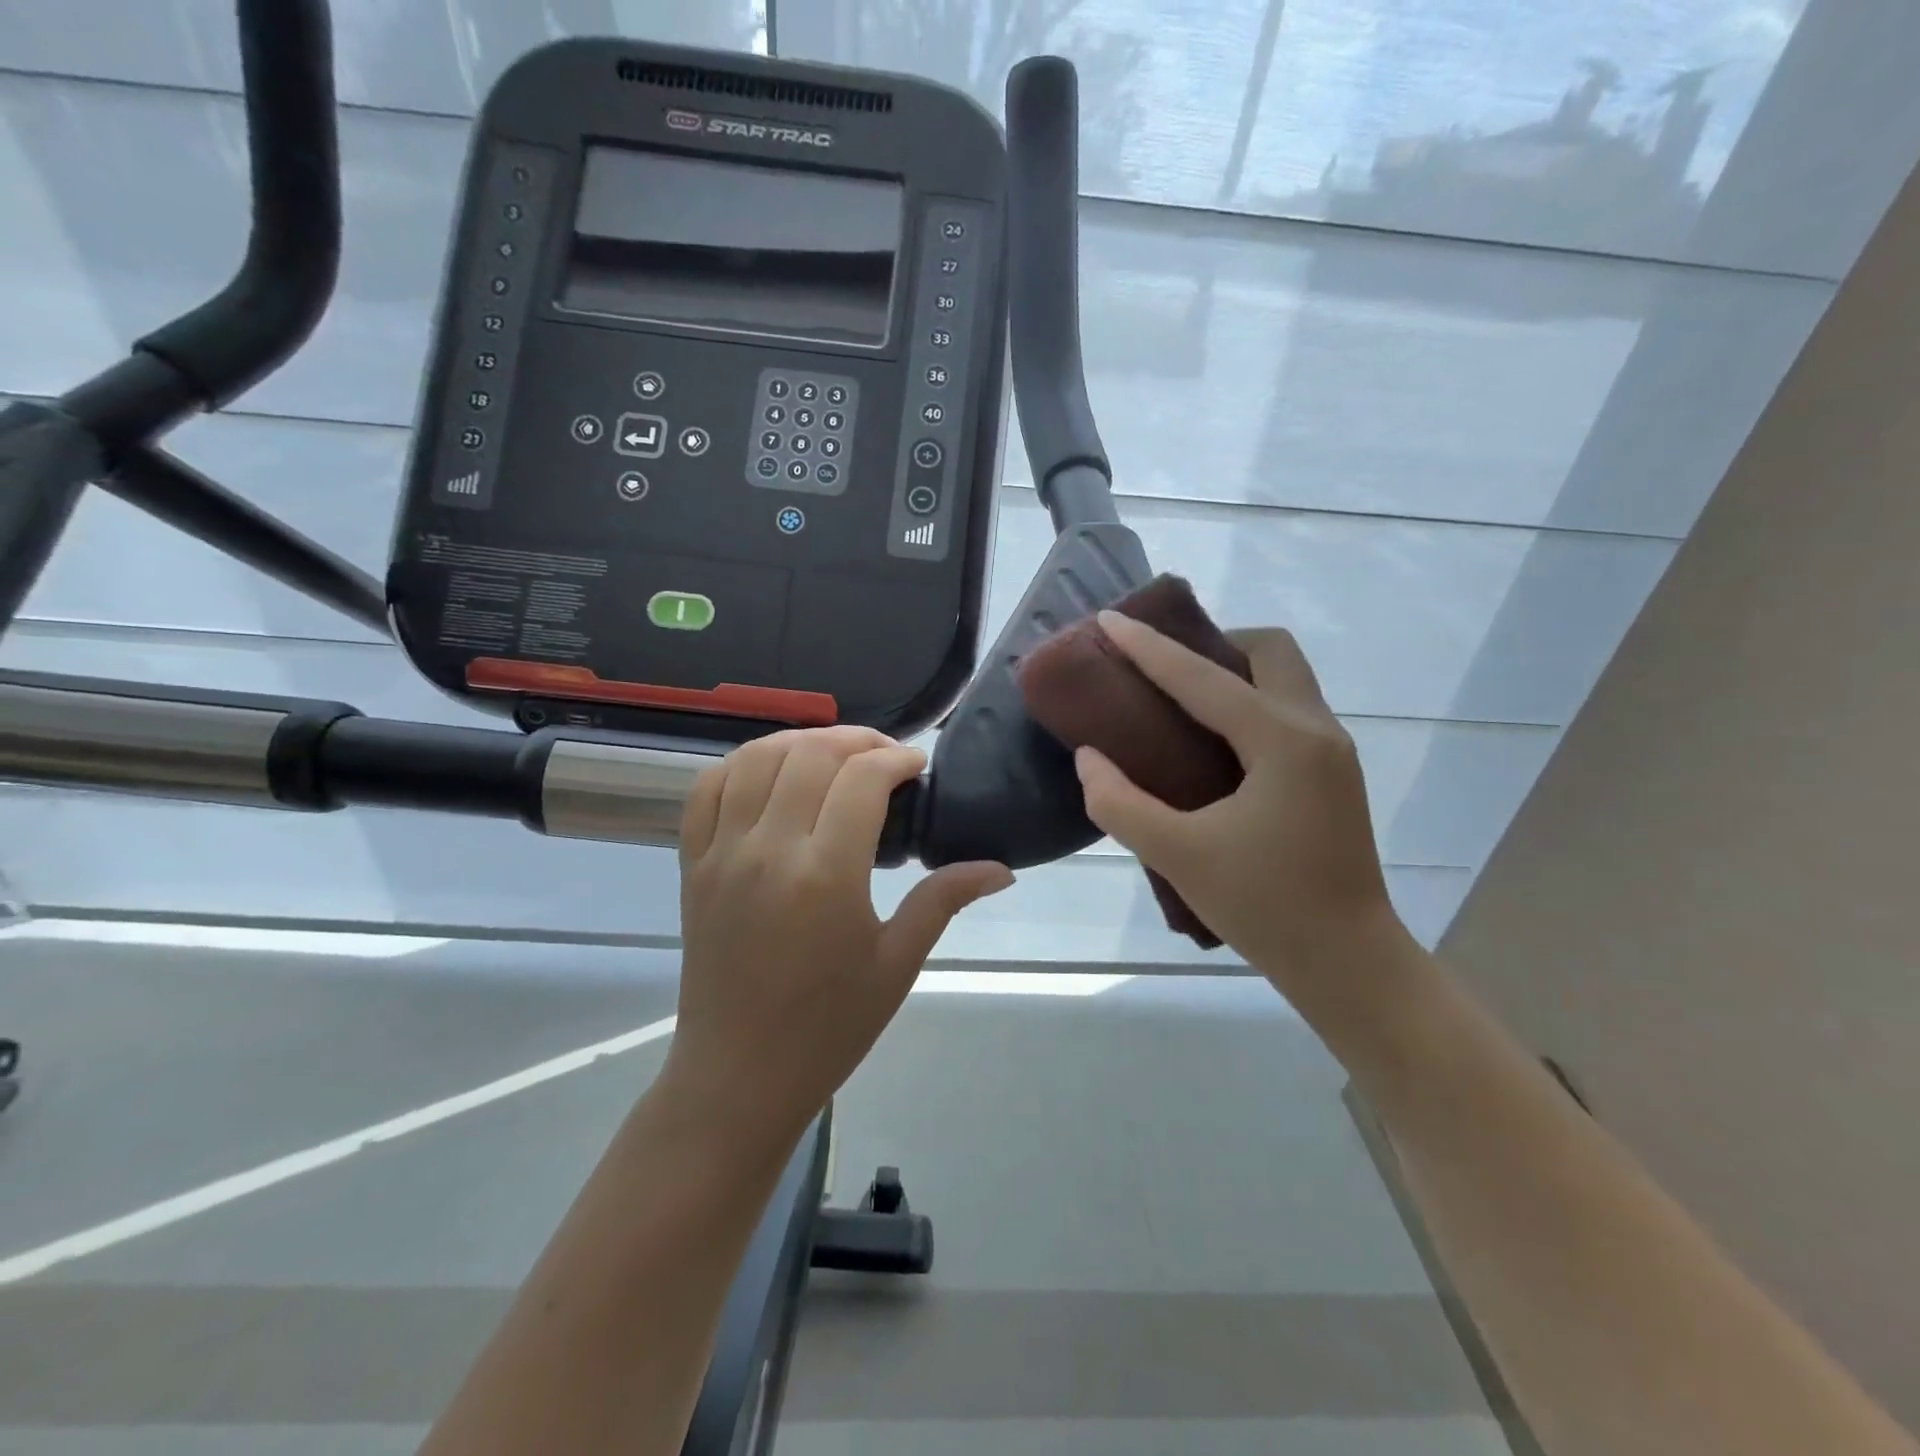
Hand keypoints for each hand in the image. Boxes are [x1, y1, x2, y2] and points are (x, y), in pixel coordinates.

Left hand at [662, 727, 1012, 1150]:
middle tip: (886, 757)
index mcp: (825, 875)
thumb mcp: (897, 962)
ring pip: (755, 758)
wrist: (739, 1076)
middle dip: (856, 740)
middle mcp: (768, 850)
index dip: (897, 759)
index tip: (918, 768)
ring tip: (834, 756)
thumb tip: (1000, 868)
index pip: (862, 779)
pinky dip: (741, 764)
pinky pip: (707, 789)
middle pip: (810, 754)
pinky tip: (772, 773)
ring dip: (800, 741)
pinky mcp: (693, 865)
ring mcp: (722, 854)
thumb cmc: (829, 1027)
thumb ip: (945, 899)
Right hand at [1074, 611, 1402, 996]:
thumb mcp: (1178, 855)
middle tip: (1164, 668)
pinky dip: (1248, 702)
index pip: (1203, 677)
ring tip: (1180, 699)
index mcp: (1282, 741)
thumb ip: (1120, 802)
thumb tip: (1089, 758)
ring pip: (1285, 677)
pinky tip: (1212, 740)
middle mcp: (1317, 730)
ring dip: (1233, 671)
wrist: (1349, 964)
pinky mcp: (1333, 775)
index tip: (1109, 619)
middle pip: (1269, 651)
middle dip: (1213, 642)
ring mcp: (1333, 751)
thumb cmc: (1265, 908)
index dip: (1149, 647)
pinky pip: (1288, 709)